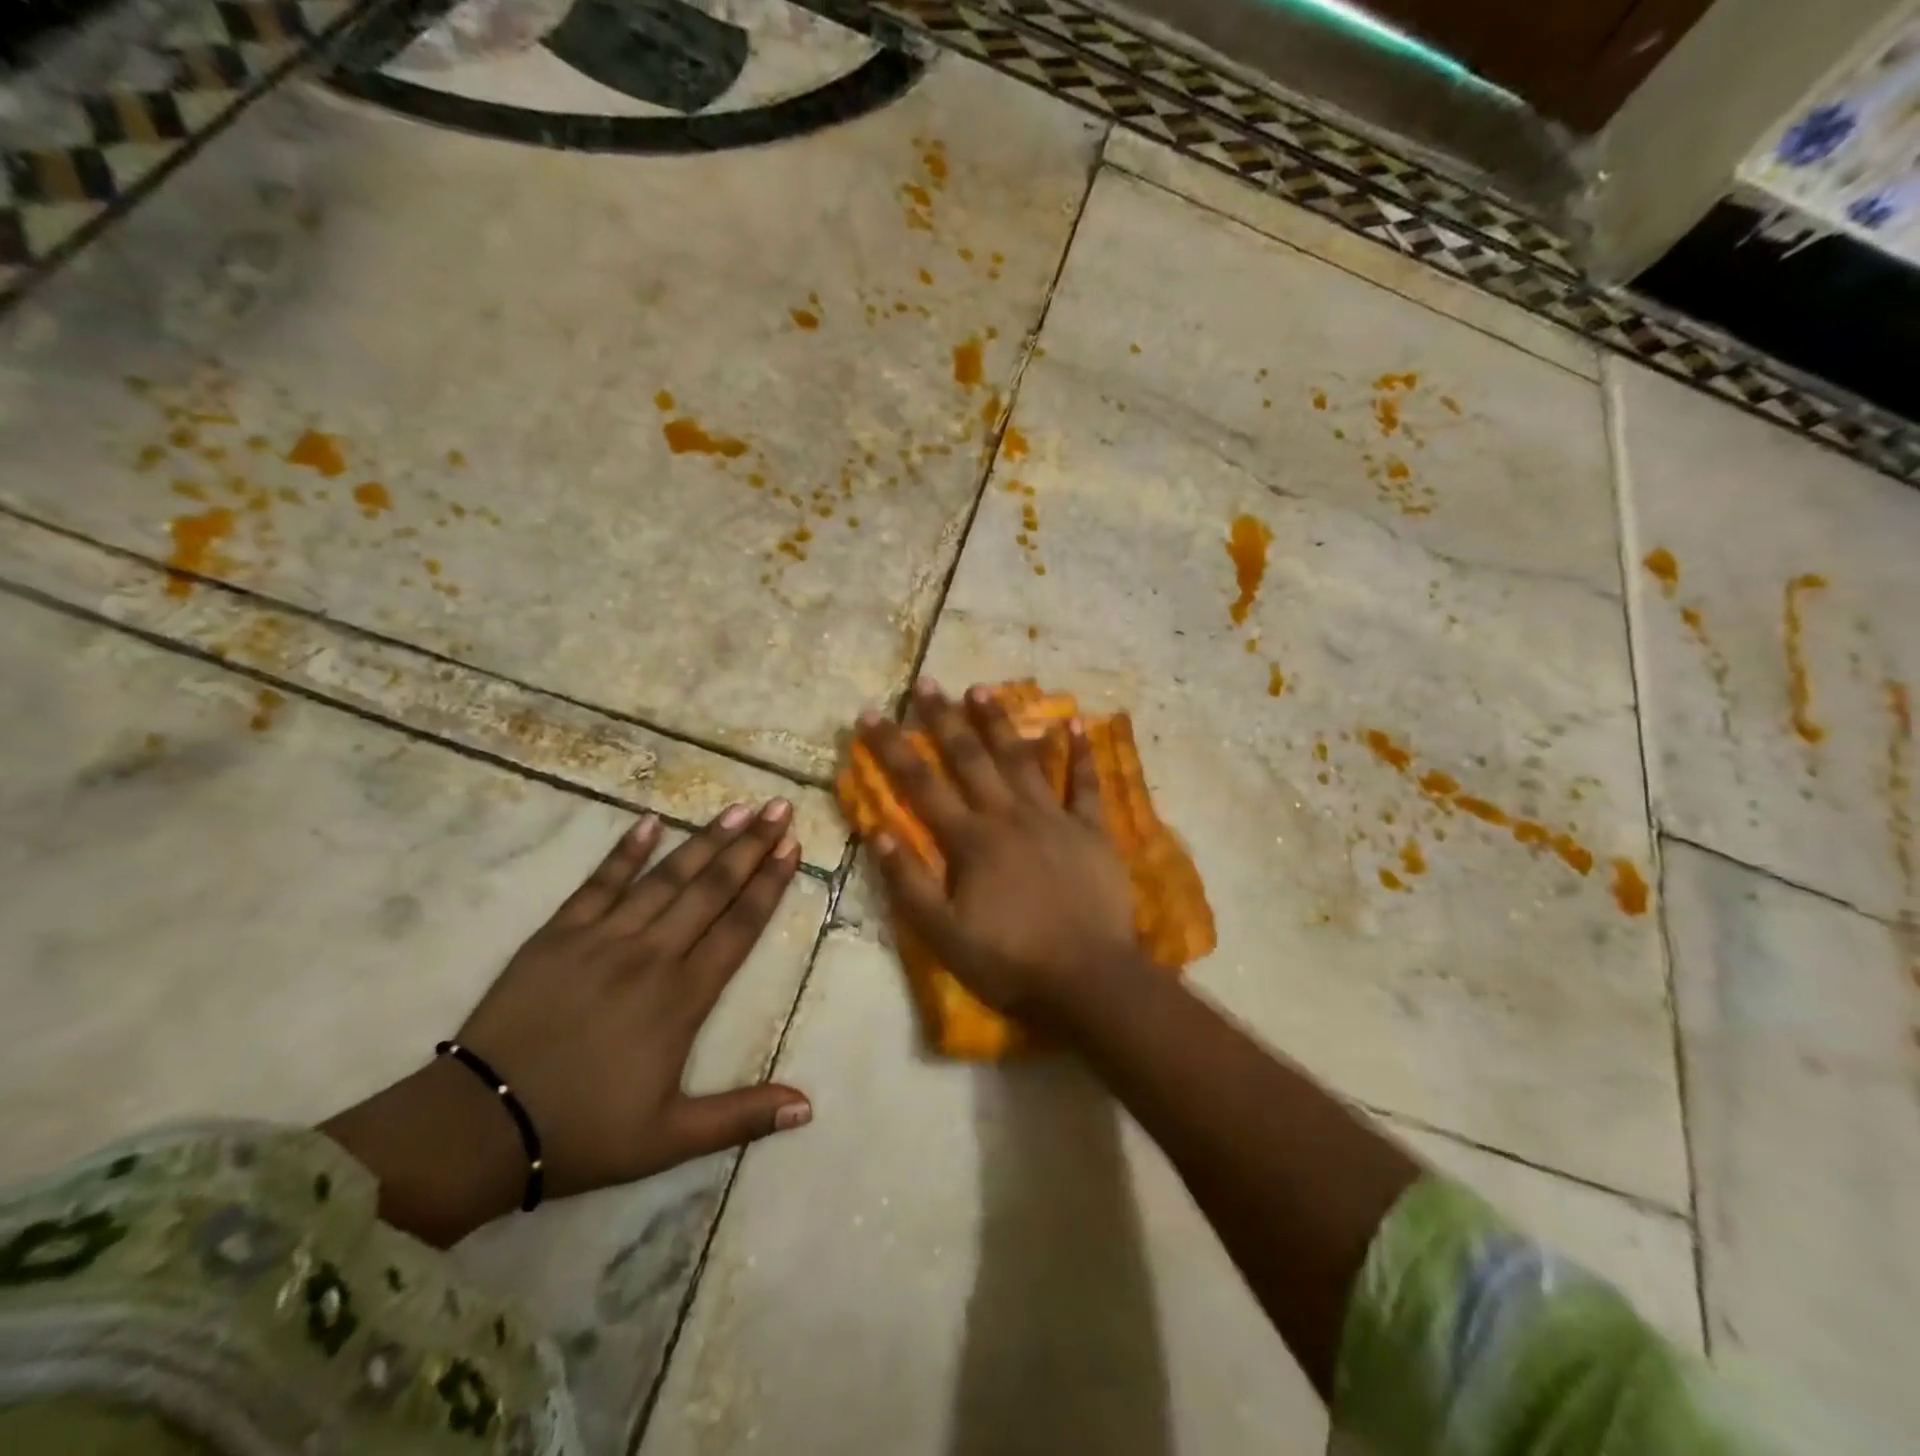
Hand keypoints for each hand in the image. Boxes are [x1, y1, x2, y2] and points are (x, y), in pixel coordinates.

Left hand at [324, 801, 810, 1245]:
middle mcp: (652, 955)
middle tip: (779, 809)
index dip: (769, 884)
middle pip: (711, 890)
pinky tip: (650, 821)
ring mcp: (603, 938)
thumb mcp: (670, 1139)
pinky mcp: (559, 934)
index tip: (792, 847)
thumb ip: (742, 1115)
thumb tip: (809, 1107)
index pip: (739, 927)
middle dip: (750, 846)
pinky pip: (599, 883)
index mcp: (683, 997)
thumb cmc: (583, 1132)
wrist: (478, 1126)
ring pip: (666, 878)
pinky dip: (625, 851)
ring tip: (737, 809)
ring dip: (705, 840)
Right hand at [859, 681, 1140, 1018]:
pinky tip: (1076, 723)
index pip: (920, 784)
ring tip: (982, 688)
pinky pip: (1085, 785)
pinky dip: (1081, 754)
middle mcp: (1008, 816)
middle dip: (944, 719)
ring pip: (1022, 759)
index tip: (870, 714)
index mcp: (969, 841)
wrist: (1088, 980)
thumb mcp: (943, 935)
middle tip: (928, 682)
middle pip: (969, 758)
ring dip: (1000, 723)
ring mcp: (1053, 818)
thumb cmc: (1010, 962)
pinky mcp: (1090, 831)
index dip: (892, 748)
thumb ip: (908, 882)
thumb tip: (877, 830)